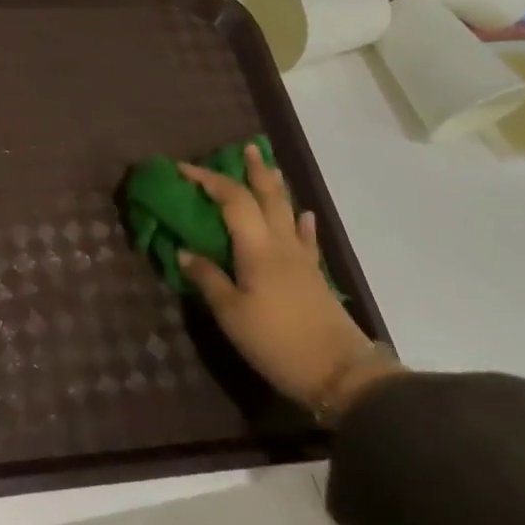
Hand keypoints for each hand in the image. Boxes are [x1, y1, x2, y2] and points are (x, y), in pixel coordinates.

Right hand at [178, 146, 399, 419]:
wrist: (342, 376)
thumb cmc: (278, 342)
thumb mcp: (231, 314)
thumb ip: (208, 279)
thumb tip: (184, 252)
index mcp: (257, 248)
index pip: (231, 200)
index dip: (207, 180)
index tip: (182, 169)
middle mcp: (281, 245)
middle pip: (268, 197)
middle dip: (254, 171)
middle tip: (246, 148)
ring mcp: (301, 260)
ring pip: (287, 213)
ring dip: (277, 188)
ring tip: (271, 169)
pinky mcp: (314, 278)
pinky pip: (306, 240)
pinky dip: (301, 224)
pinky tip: (304, 217)